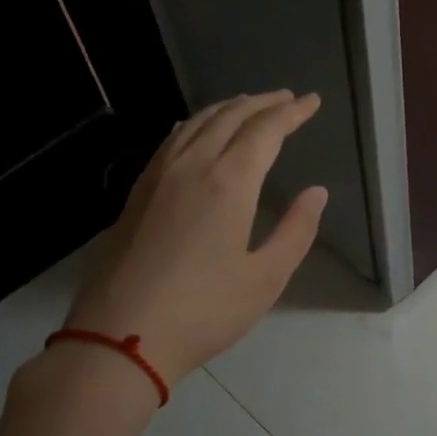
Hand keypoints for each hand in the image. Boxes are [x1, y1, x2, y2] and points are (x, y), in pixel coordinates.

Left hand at [64, 92, 326, 385]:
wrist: (120, 337)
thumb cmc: (204, 311)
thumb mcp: (265, 278)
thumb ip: (296, 231)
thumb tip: (316, 192)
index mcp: (229, 183)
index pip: (266, 131)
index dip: (292, 113)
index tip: (313, 102)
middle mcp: (192, 166)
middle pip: (230, 118)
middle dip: (263, 103)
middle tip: (287, 98)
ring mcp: (158, 177)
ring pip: (196, 123)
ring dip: (228, 109)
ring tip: (249, 106)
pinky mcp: (137, 193)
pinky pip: (171, 140)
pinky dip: (195, 124)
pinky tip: (196, 131)